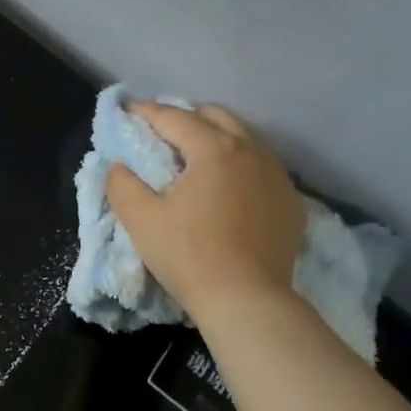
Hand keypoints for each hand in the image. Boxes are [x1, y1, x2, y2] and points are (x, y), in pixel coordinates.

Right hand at [104, 101, 306, 325]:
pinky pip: (262, 168)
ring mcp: (277, 176)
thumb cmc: (188, 255)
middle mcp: (252, 151)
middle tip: (161, 134)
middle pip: (216, 116)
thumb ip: (122, 184)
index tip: (126, 110)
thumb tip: (118, 166)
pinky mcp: (291, 202)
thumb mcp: (140, 219)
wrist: (246, 300)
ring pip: (245, 139)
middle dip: (186, 117)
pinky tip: (227, 188)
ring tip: (195, 158)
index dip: (146, 112)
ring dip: (216, 139)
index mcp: (214, 149)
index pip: (174, 117)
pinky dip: (240, 166)